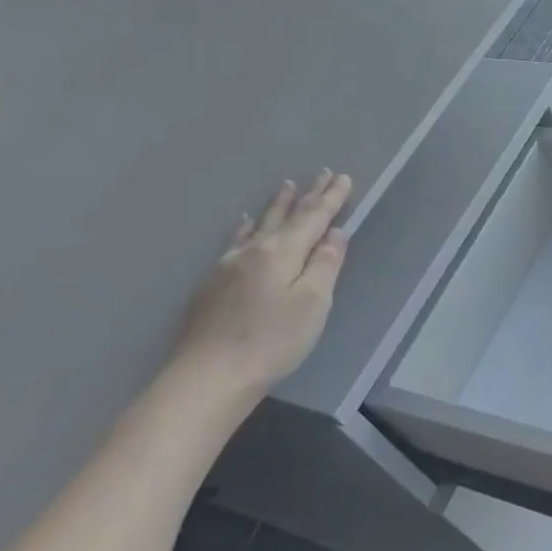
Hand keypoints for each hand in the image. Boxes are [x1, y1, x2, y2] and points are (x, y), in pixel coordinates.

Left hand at [167, 170, 352, 402]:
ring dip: (277, 206)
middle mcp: (254, 251)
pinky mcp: (212, 285)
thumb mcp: (313, 303)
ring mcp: (228, 266)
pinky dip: (245, 228)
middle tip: (323, 173)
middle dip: (308, 195)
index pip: (313, 218)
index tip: (344, 177)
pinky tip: (243, 222)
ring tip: (287, 186)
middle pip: (286, 217)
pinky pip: (235, 241)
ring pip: (259, 225)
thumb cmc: (272, 341)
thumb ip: (325, 264)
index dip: (331, 198)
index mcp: (282, 253)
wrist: (208, 377)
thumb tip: (334, 233)